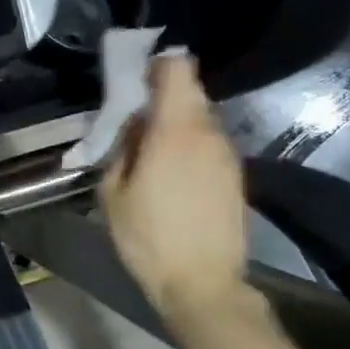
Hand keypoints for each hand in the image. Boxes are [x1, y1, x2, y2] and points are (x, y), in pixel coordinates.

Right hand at [101, 55, 257, 335]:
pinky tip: (174, 178)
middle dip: (163, 98)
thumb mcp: (112, 193)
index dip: (156, 65)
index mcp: (175, 129)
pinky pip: (210, 146)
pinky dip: (191, 148)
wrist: (203, 283)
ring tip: (152, 155)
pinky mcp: (237, 176)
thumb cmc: (148, 237)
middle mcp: (208, 132)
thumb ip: (121, 148)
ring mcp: (228, 155)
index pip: (177, 69)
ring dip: (177, 125)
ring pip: (201, 120)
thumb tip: (133, 125)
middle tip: (137, 122)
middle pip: (190, 93)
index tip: (136, 79)